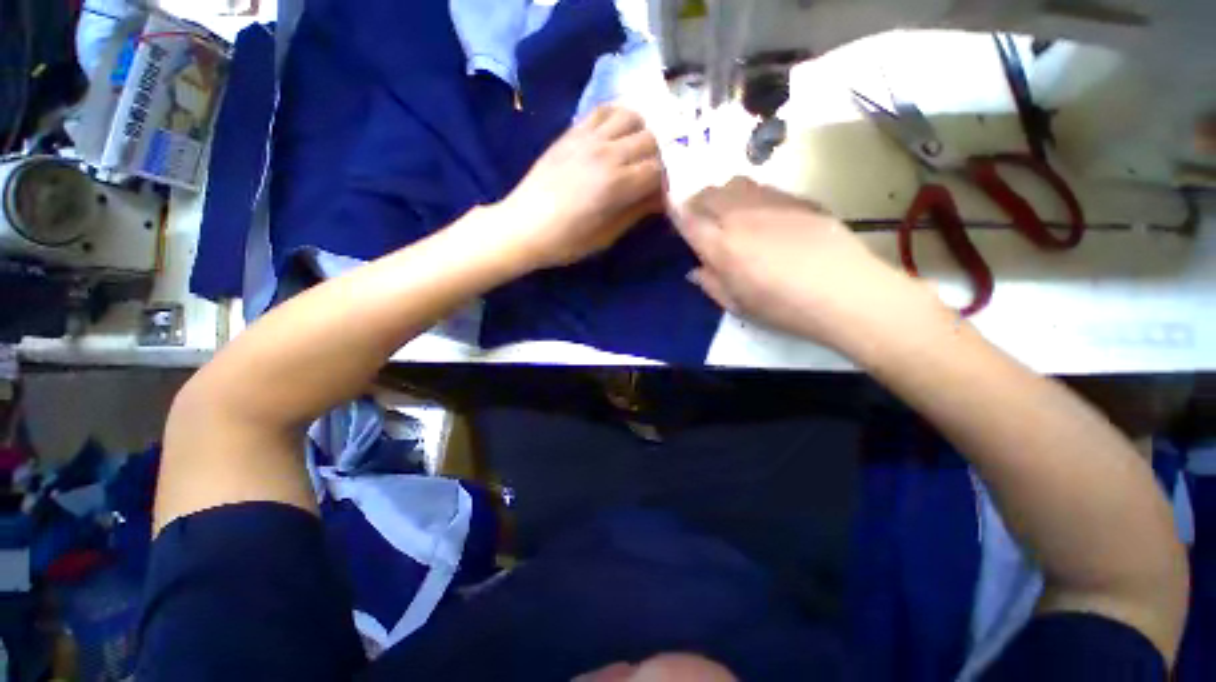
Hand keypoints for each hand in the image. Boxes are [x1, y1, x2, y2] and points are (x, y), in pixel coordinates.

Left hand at [498, 105, 663, 268]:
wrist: (522, 226)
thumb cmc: (566, 241)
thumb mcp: (606, 236)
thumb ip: (636, 213)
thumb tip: (660, 199)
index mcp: (616, 185)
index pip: (659, 171)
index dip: (666, 183)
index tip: (662, 195)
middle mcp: (607, 153)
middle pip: (651, 140)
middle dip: (659, 159)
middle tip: (651, 176)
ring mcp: (588, 138)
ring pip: (632, 117)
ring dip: (641, 134)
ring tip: (635, 153)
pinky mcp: (572, 132)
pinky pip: (603, 110)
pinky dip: (618, 118)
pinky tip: (616, 136)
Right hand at [674, 177, 940, 349]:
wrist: (844, 291)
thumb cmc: (783, 307)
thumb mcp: (737, 304)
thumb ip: (710, 284)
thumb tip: (695, 270)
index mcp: (721, 246)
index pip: (687, 219)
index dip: (674, 210)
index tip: (670, 206)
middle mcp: (740, 216)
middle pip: (708, 194)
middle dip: (696, 200)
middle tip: (698, 215)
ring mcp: (770, 203)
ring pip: (734, 183)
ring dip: (722, 193)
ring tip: (727, 211)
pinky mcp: (797, 199)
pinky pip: (763, 188)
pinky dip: (750, 195)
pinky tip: (761, 214)